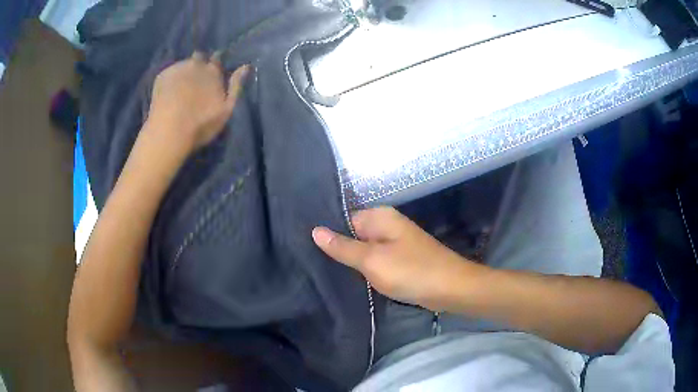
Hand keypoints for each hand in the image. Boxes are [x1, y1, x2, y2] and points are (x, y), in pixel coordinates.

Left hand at [147, 51, 250, 151]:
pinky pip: (169, 72)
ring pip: (183, 64)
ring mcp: (177, 68)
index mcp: (213, 71)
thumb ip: (236, 86)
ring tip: (180, 86)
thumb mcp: (226, 109)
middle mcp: (196, 64)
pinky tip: (168, 92)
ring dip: (184, 71)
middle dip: (198, 64)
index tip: (213, 71)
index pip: (217, 58)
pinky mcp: (162, 75)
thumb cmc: (201, 124)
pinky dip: (170, 79)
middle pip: (199, 57)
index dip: (215, 63)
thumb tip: (245, 66)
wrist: (169, 131)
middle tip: (195, 80)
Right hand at [312, 207, 477, 309]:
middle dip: (337, 249)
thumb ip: (343, 246)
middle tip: (311, 265)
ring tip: (324, 272)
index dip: (327, 234)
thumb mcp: (372, 260)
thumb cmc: (411, 271)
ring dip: (351, 261)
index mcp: (380, 217)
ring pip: (364, 249)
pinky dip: (365, 269)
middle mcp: (387, 225)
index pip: (343, 219)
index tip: (305, 249)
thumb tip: (315, 230)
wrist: (451, 288)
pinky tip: (349, 279)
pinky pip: (376, 260)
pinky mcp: (400, 260)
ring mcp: (395, 243)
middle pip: (353, 234)